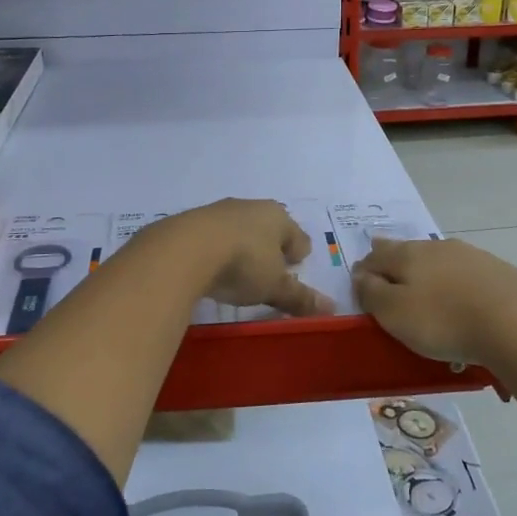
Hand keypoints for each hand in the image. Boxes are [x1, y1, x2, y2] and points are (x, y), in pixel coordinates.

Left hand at [156, 199, 334, 316]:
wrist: (184, 249)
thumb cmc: (243, 264)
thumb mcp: (274, 287)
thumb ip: (300, 297)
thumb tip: (332, 308)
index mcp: (278, 217)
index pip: (298, 236)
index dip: (299, 255)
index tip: (294, 271)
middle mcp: (251, 207)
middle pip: (269, 228)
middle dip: (271, 247)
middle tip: (268, 272)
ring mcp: (219, 211)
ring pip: (239, 229)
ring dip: (242, 246)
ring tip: (238, 270)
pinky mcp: (192, 221)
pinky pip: (213, 236)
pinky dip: (216, 249)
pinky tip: (210, 266)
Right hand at [353, 237, 516, 366]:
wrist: (514, 326)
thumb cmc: (443, 322)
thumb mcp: (394, 313)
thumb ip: (371, 292)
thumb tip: (360, 274)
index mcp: (408, 254)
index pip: (376, 255)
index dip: (365, 269)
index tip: (361, 284)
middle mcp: (438, 246)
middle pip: (409, 253)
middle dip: (397, 267)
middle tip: (393, 286)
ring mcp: (472, 255)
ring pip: (441, 262)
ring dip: (431, 276)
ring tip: (430, 299)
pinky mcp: (499, 271)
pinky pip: (469, 276)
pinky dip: (460, 287)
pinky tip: (465, 306)